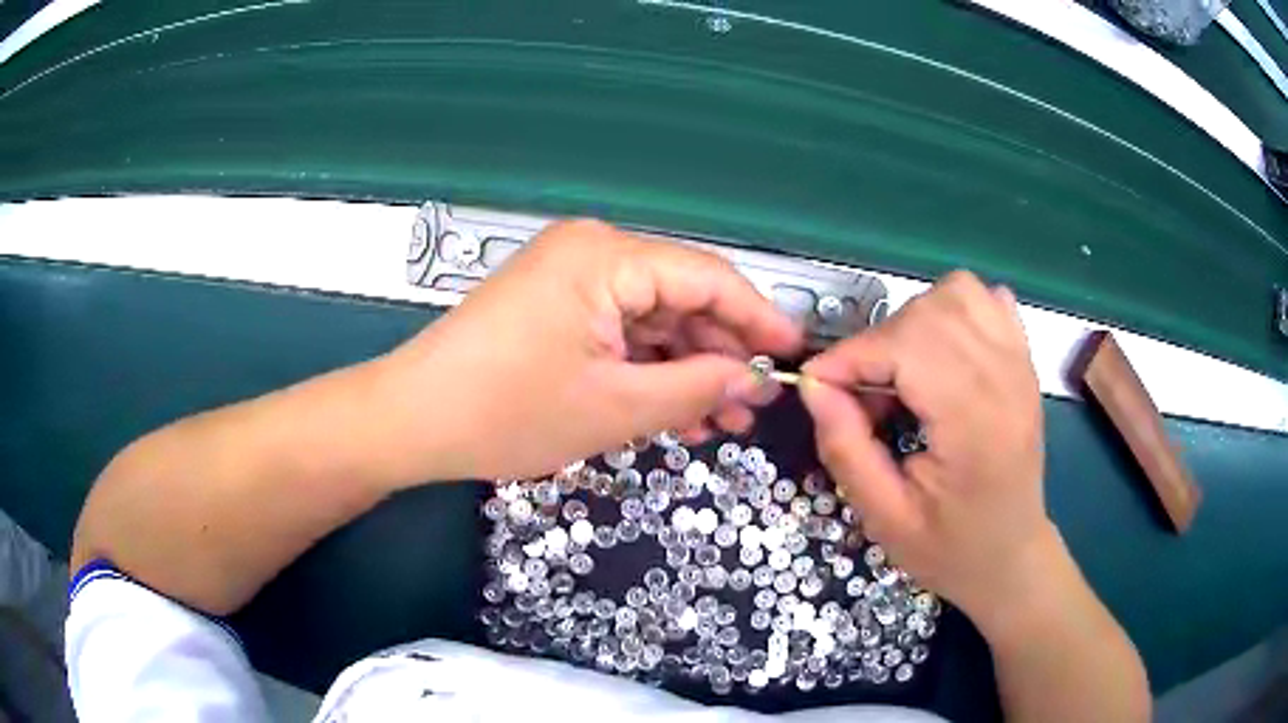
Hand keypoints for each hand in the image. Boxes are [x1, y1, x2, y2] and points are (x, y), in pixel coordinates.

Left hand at [387, 219, 801, 481]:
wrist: (413, 420)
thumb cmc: (506, 412)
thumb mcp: (615, 407)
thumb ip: (695, 388)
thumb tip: (751, 378)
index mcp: (606, 257)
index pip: (708, 278)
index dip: (758, 318)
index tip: (793, 355)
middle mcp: (591, 252)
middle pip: (681, 297)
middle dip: (720, 354)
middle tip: (754, 405)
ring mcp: (569, 278)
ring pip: (651, 320)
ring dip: (686, 367)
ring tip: (722, 419)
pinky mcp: (555, 306)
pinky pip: (619, 331)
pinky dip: (647, 368)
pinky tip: (676, 409)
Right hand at [799, 271, 1052, 623]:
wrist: (1010, 558)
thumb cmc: (949, 549)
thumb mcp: (884, 518)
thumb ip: (846, 449)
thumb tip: (814, 385)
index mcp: (973, 424)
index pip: (906, 348)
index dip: (850, 357)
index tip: (817, 385)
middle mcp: (1004, 380)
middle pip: (929, 312)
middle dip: (878, 343)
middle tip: (863, 396)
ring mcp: (1020, 365)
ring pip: (960, 292)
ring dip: (915, 320)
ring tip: (902, 370)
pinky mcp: (1024, 362)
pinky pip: (989, 301)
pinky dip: (956, 311)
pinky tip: (943, 353)